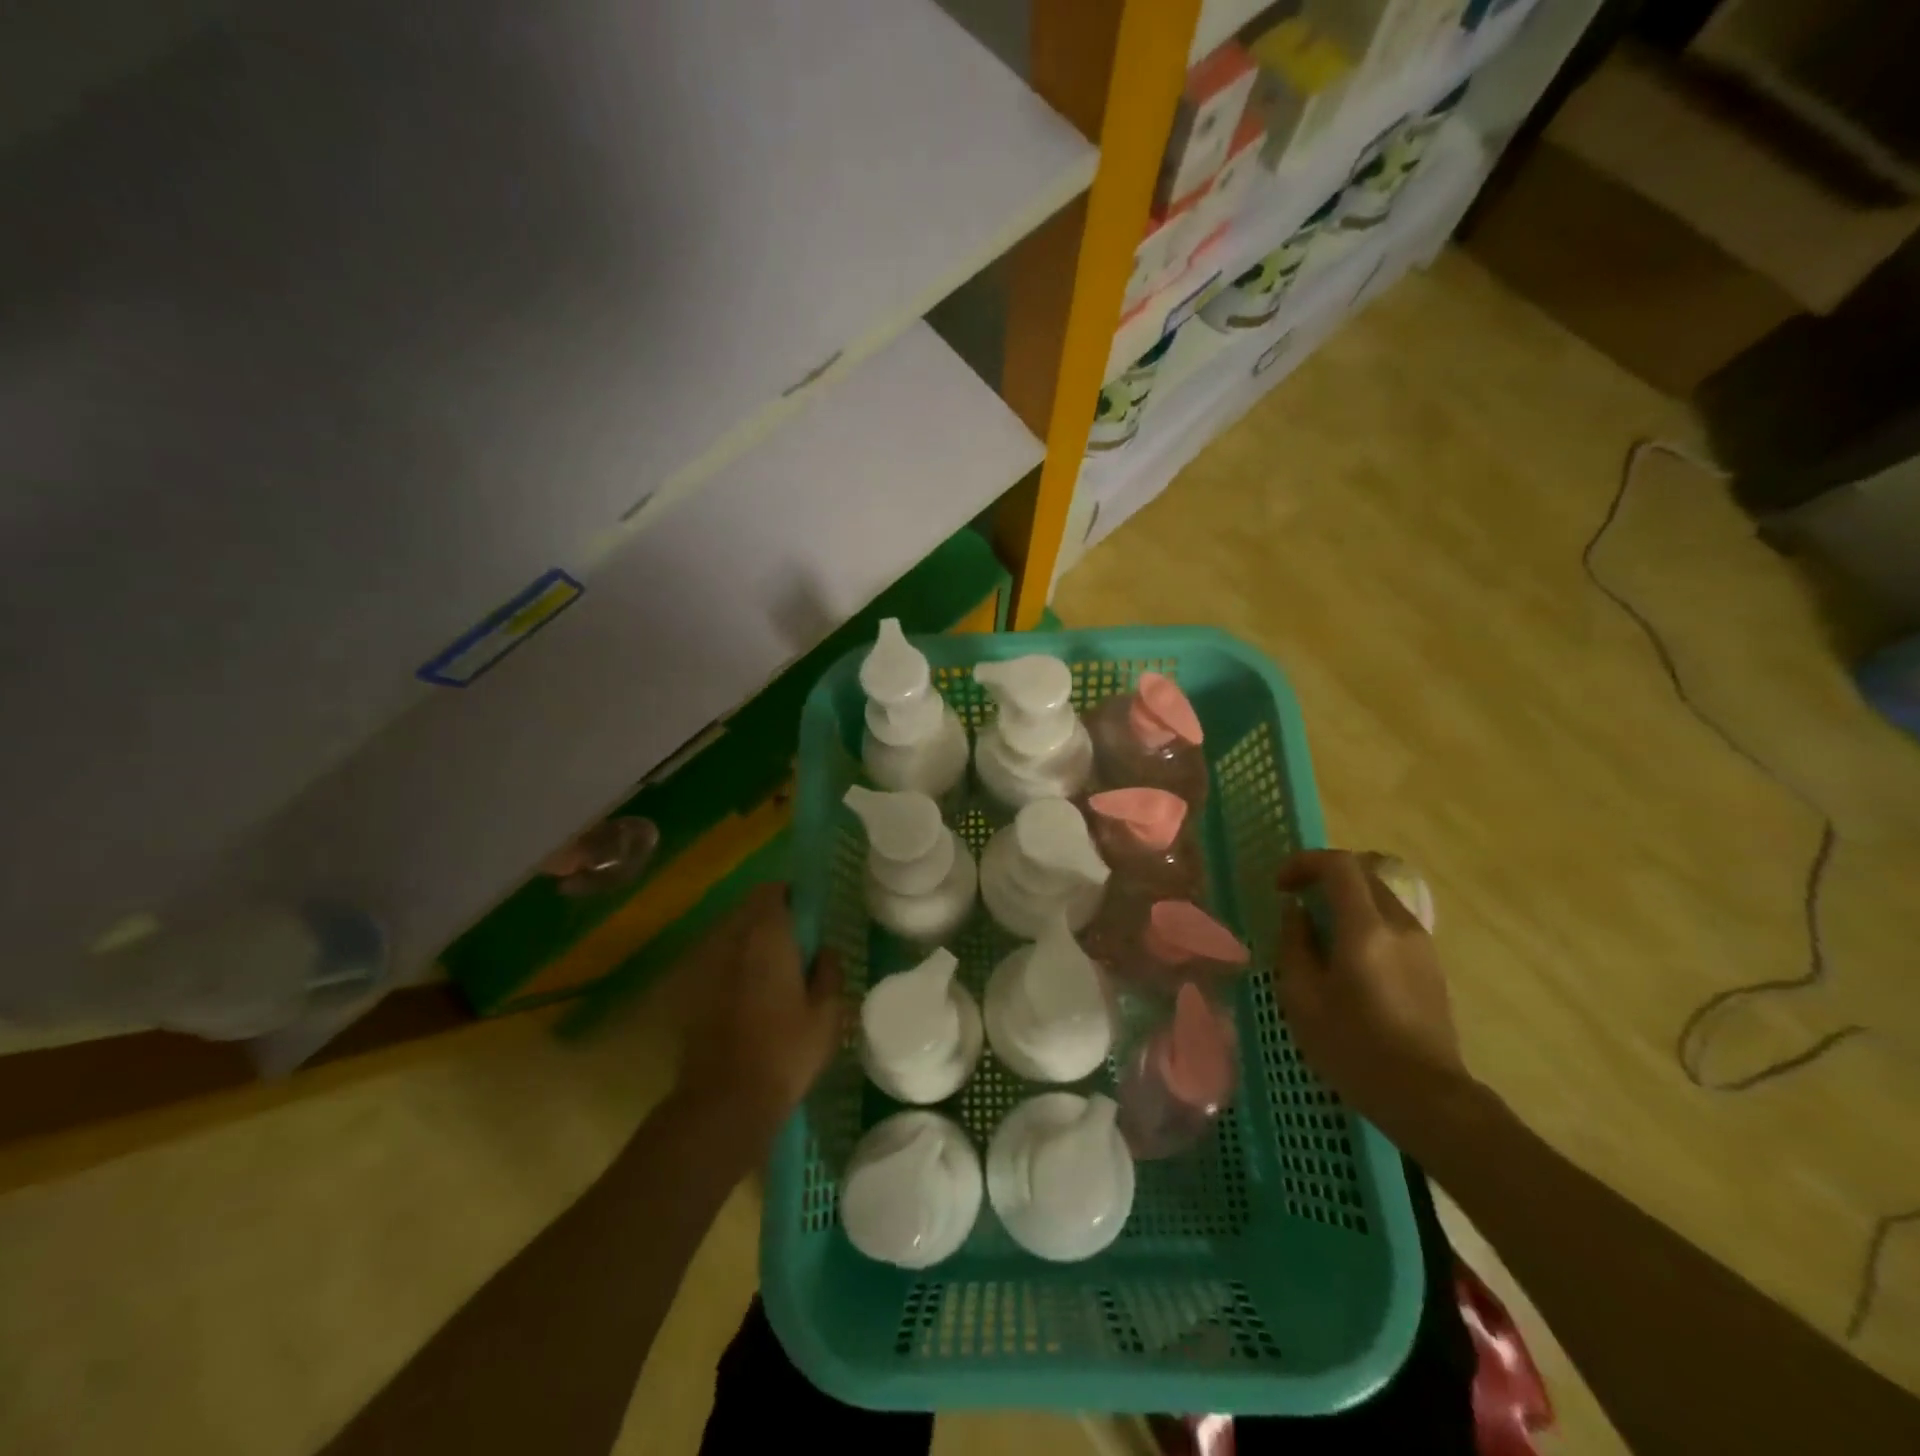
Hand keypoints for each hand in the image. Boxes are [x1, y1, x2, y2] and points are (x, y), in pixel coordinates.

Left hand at [673, 883, 846, 1141]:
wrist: (724, 1102)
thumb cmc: (786, 1051)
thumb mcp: (827, 1014)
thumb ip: (829, 973)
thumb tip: (825, 951)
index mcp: (768, 937)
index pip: (772, 892)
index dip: (790, 896)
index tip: (807, 914)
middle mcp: (733, 943)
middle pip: (750, 914)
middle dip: (772, 921)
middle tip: (796, 947)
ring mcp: (708, 969)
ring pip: (733, 941)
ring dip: (752, 947)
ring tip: (775, 975)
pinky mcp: (694, 996)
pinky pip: (720, 968)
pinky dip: (736, 972)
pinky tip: (752, 1002)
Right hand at [1276, 850, 1474, 1155]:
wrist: (1426, 1098)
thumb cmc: (1353, 1048)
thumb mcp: (1302, 997)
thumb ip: (1295, 944)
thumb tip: (1296, 912)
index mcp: (1365, 929)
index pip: (1339, 865)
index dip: (1303, 863)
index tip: (1281, 887)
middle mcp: (1399, 925)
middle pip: (1363, 873)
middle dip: (1324, 876)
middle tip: (1295, 901)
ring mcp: (1421, 944)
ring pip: (1379, 897)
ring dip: (1345, 899)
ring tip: (1318, 931)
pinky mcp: (1430, 965)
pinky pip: (1391, 922)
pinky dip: (1363, 920)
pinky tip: (1347, 957)